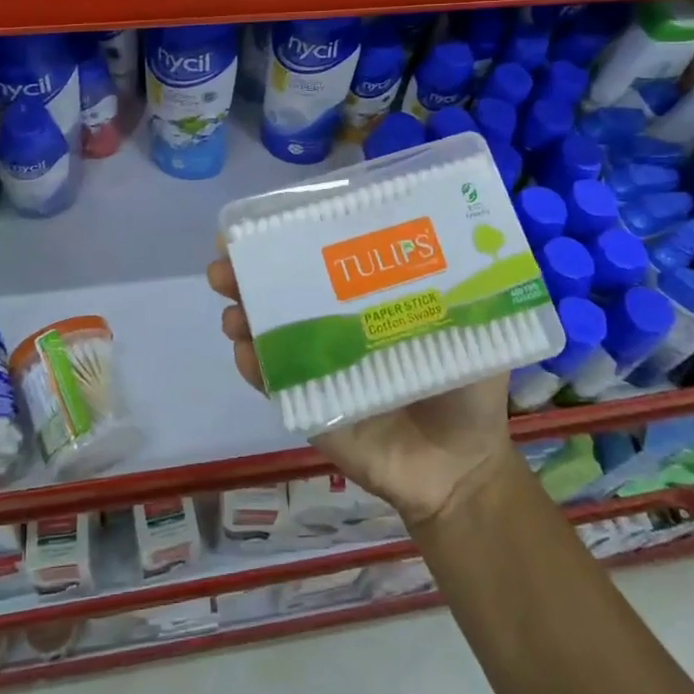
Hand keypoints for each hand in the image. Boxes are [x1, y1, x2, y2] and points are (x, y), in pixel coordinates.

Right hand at [208, 252, 516, 528]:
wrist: (461, 469)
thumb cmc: (465, 393)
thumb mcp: (468, 330)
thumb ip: (457, 290)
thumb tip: (450, 234)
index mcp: (366, 303)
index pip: (321, 262)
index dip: (289, 241)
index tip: (259, 224)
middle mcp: (334, 327)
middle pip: (283, 293)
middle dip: (248, 275)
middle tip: (225, 263)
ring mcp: (316, 367)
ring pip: (267, 334)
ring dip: (243, 317)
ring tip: (234, 312)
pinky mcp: (308, 407)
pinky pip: (273, 385)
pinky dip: (254, 368)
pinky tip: (245, 353)